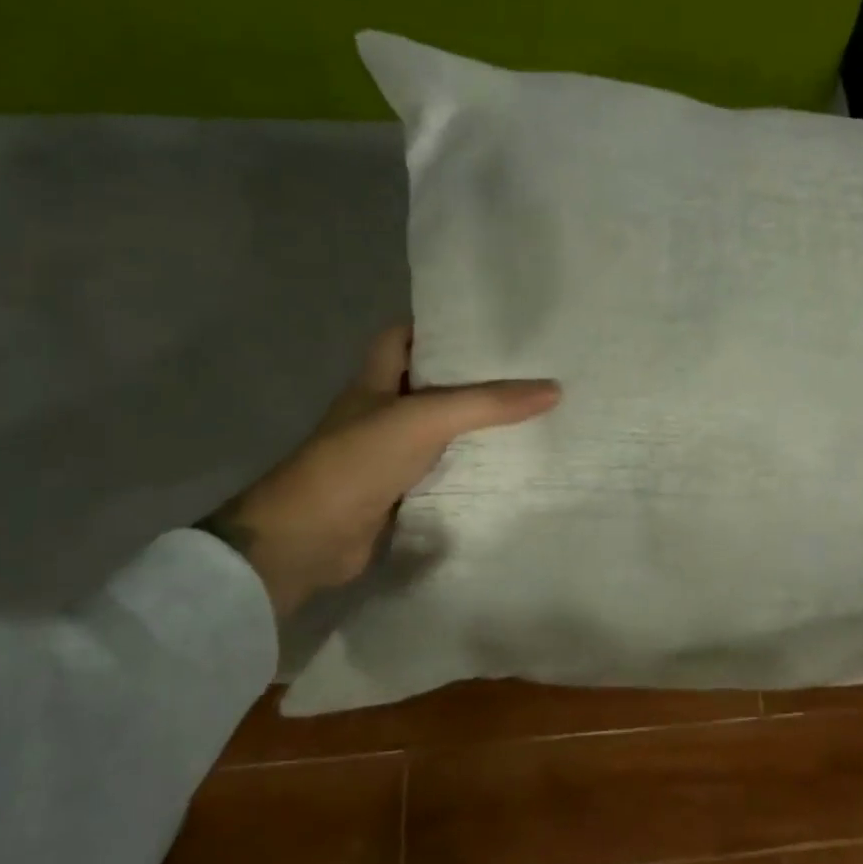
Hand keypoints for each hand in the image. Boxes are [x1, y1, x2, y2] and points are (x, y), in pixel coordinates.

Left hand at [202, 327, 560, 617]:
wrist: (308, 537)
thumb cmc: (358, 460)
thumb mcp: (424, 419)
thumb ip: (486, 403)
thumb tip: (554, 389)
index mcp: (377, 379)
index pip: (405, 336)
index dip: (440, 326)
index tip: (489, 326)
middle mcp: (381, 410)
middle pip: (430, 383)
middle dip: (471, 377)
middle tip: (526, 370)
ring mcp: (387, 453)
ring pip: (438, 429)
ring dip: (473, 424)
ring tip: (529, 412)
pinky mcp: (397, 490)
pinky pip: (440, 469)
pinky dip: (467, 466)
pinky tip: (504, 465)